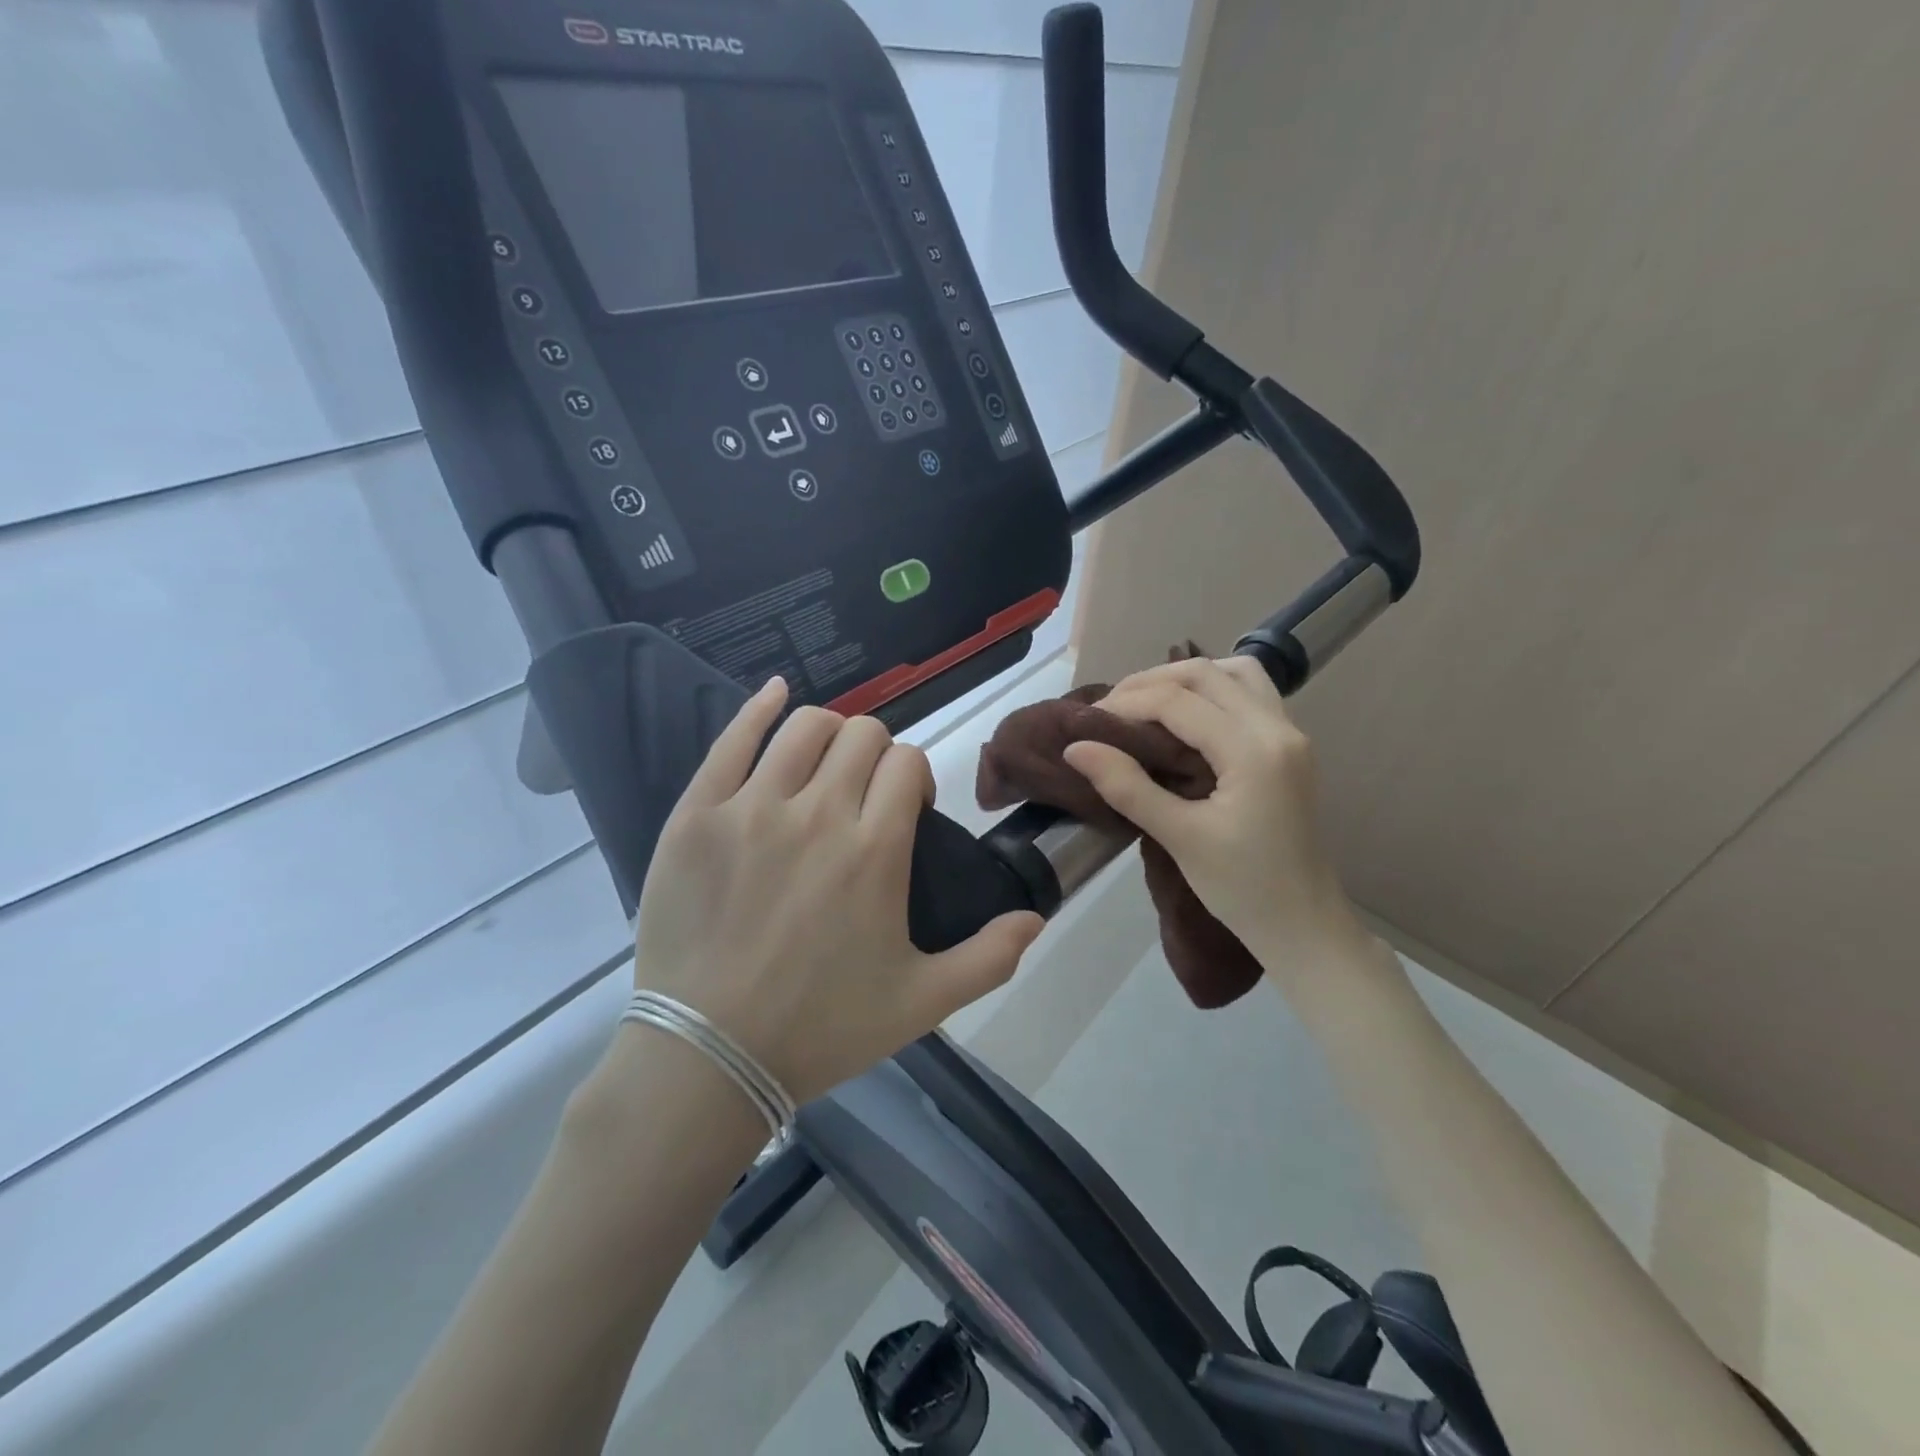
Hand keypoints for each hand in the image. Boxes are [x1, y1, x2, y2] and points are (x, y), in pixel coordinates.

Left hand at [630, 677, 1044, 1104]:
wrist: (708, 1056)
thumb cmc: (820, 1028)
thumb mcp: (921, 1003)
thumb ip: (989, 959)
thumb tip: (1037, 918)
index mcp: (876, 849)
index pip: (908, 763)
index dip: (912, 777)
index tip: (902, 810)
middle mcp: (819, 813)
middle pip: (862, 735)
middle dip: (875, 753)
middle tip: (863, 793)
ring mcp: (753, 807)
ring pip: (806, 727)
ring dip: (828, 733)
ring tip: (822, 766)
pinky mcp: (698, 813)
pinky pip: (732, 739)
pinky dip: (759, 708)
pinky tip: (775, 694)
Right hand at [1062, 657, 1363, 960]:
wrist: (1303, 926)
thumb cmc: (1242, 888)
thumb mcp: (1179, 838)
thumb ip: (1127, 786)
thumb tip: (1076, 747)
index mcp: (1253, 750)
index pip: (1179, 701)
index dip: (1127, 703)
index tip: (1088, 723)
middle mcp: (1278, 728)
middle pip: (1206, 673)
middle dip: (1151, 682)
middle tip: (1110, 711)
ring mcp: (1290, 734)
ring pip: (1234, 673)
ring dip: (1186, 678)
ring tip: (1147, 704)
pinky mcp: (1289, 747)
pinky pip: (1250, 693)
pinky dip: (1213, 690)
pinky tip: (1187, 717)